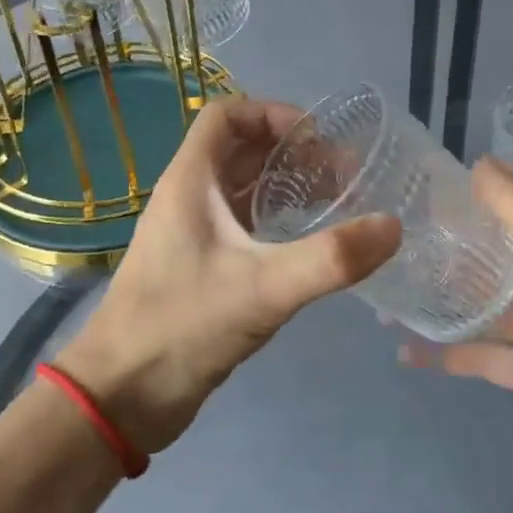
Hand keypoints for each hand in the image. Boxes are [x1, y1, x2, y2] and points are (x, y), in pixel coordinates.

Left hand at [60, 96, 399, 452]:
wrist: (120, 397)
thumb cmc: (182, 326)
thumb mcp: (262, 289)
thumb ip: (330, 259)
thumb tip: (392, 226)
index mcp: (190, 181)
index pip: (226, 115)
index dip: (272, 114)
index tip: (318, 140)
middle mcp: (189, 198)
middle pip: (242, 150)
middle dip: (293, 152)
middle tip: (345, 175)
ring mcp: (194, 234)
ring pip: (244, 189)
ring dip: (288, 186)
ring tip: (339, 202)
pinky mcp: (202, 267)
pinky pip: (244, 225)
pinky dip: (278, 221)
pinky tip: (310, 244)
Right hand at [401, 159, 512, 512]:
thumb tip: (479, 164)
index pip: (506, 209)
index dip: (465, 197)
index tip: (412, 188)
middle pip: (485, 257)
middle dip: (440, 249)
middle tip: (381, 241)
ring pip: (475, 305)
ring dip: (436, 298)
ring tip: (381, 290)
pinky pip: (477, 357)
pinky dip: (443, 353)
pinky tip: (403, 350)